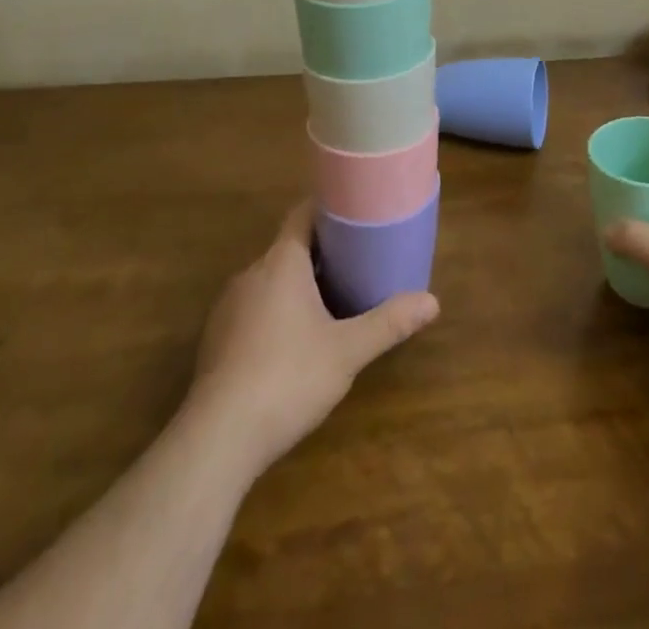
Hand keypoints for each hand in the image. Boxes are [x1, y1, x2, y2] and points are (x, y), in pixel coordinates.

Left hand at [189, 200, 438, 472]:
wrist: (217, 439)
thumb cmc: (288, 378)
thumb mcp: (347, 351)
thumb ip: (388, 323)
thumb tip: (432, 302)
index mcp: (281, 262)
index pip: (302, 215)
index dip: (328, 210)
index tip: (354, 213)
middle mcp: (251, 274)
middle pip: (288, 248)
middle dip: (320, 253)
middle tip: (355, 262)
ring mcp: (228, 307)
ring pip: (269, 281)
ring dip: (296, 285)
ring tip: (329, 301)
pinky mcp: (215, 340)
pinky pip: (252, 309)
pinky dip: (274, 313)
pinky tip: (291, 343)